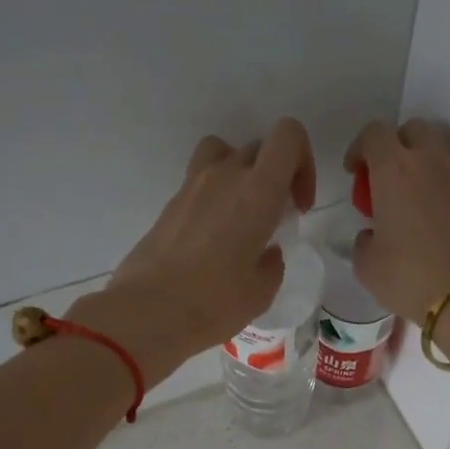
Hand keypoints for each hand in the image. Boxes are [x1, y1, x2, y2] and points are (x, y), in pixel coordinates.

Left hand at [70, 118, 314, 386]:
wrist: (146, 312)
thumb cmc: (213, 303)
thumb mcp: (260, 292)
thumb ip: (272, 264)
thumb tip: (266, 253)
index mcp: (257, 192)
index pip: (288, 136)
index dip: (303, 162)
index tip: (298, 204)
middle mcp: (224, 176)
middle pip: (258, 148)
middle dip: (274, 176)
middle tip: (274, 218)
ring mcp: (191, 186)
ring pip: (224, 155)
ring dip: (240, 176)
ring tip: (241, 216)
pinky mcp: (169, 204)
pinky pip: (200, 183)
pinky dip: (214, 198)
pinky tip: (212, 241)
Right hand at [346, 118, 449, 393]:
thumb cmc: (409, 278)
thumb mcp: (366, 266)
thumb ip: (364, 240)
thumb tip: (373, 234)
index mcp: (394, 170)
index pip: (374, 133)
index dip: (360, 148)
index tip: (354, 172)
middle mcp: (430, 162)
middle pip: (413, 130)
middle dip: (397, 146)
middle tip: (386, 180)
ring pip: (439, 153)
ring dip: (423, 167)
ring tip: (414, 202)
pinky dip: (445, 191)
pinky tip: (439, 223)